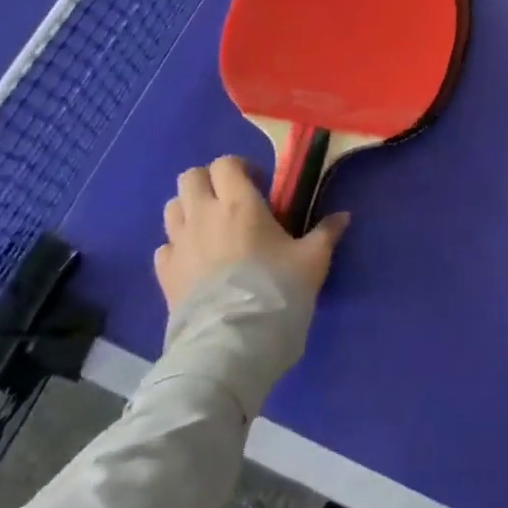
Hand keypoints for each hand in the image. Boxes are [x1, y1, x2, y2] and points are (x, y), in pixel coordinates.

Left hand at [154, 154, 348, 311]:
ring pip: (172, 207)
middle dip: (208, 183)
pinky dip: (177, 247)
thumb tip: (344, 216)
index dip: (240, 168)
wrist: (233, 344)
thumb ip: (326, 233)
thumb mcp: (312, 260)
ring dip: (189, 210)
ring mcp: (179, 245)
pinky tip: (195, 261)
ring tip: (211, 229)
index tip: (258, 186)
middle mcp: (203, 215)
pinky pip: (164, 247)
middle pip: (190, 178)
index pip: (225, 163)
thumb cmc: (276, 290)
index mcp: (238, 202)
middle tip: (230, 202)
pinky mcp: (164, 276)